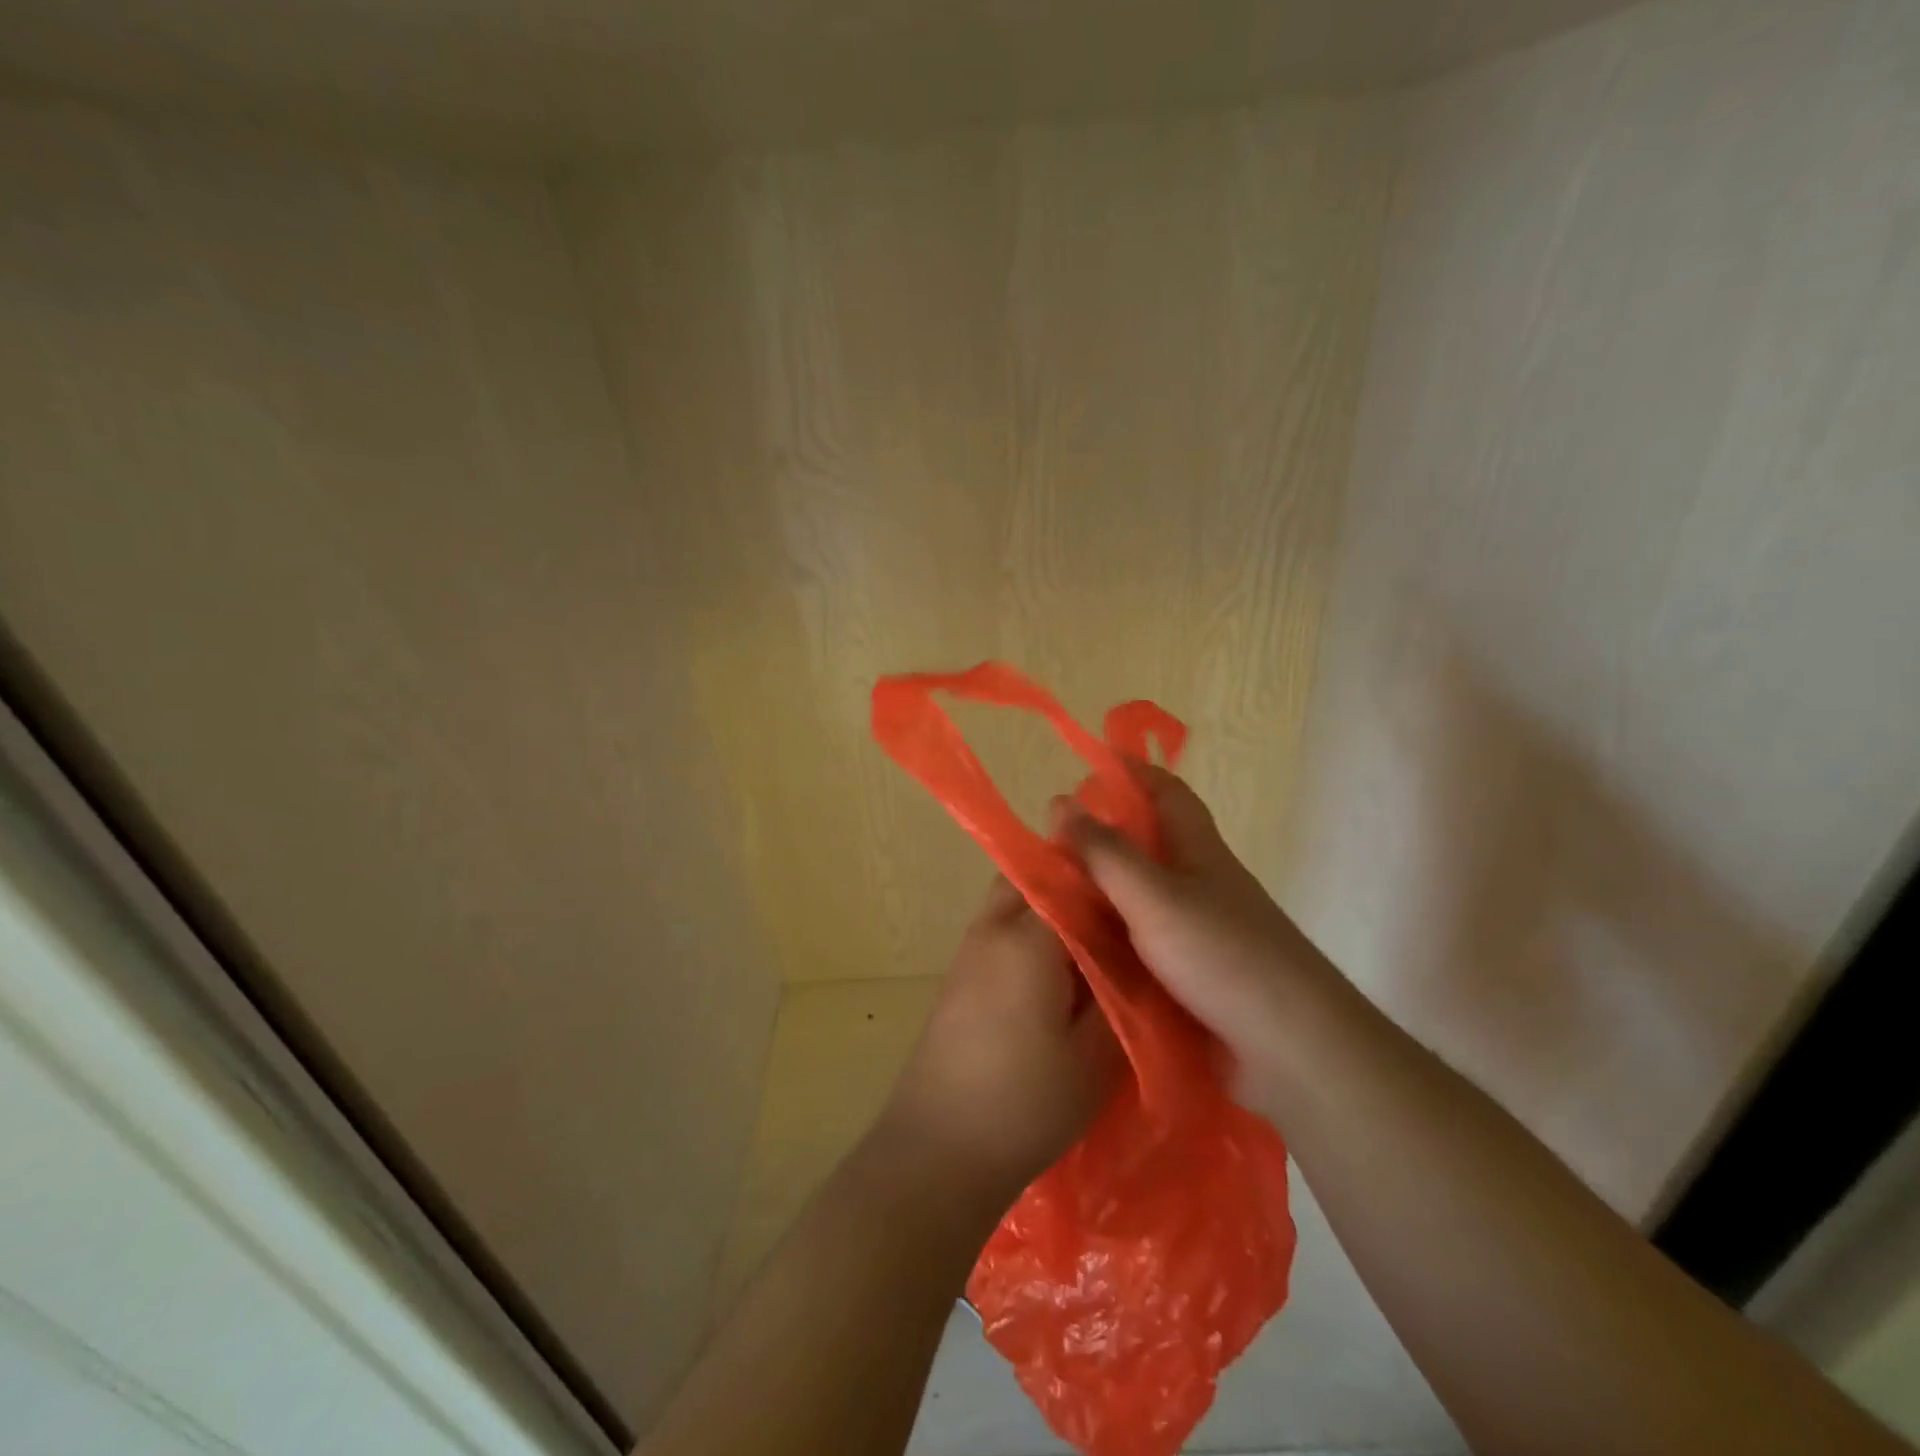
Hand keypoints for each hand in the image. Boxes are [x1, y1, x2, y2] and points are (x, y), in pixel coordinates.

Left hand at [881, 877, 1120, 1207]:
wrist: (938, 1148)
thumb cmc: (1025, 1103)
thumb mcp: (1095, 1057)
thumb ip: (1120, 996)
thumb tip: (1137, 959)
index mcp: (1027, 939)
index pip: (1071, 881)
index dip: (1108, 887)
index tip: (1141, 903)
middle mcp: (991, 930)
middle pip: (1033, 880)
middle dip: (1073, 888)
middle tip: (1117, 921)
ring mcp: (968, 952)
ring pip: (1012, 905)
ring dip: (1048, 912)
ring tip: (1093, 949)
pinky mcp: (958, 978)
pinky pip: (999, 933)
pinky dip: (1028, 937)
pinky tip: (1057, 978)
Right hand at [1062, 763, 1345, 1107]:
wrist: (1291, 1047)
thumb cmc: (1223, 955)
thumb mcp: (1154, 895)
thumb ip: (1106, 853)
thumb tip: (1061, 803)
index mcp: (1198, 851)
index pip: (1166, 792)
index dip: (1132, 771)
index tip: (1090, 763)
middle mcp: (1201, 884)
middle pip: (1148, 846)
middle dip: (1103, 837)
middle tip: (1048, 844)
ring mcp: (1199, 933)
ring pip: (1141, 899)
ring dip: (1101, 893)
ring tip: (1048, 897)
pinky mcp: (1194, 977)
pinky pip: (1142, 945)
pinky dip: (1112, 941)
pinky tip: (1077, 952)